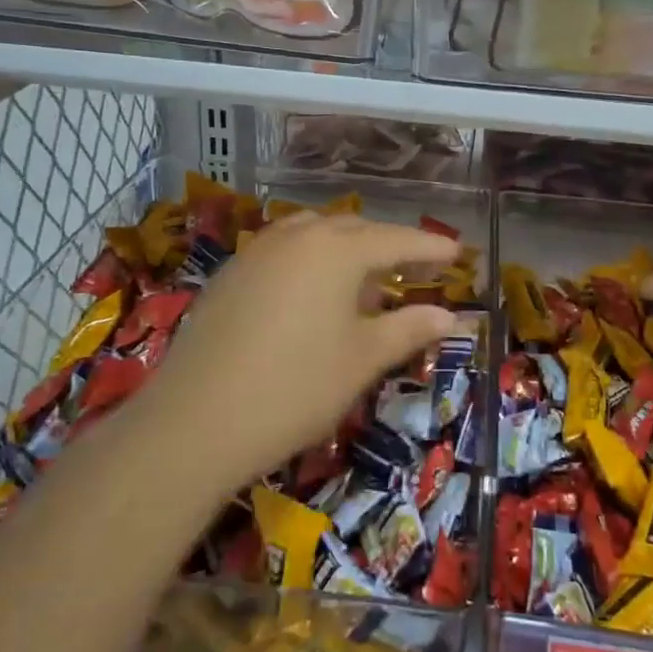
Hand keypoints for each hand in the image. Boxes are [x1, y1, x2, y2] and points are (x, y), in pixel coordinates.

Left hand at [140, 212, 460, 488]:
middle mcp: (297, 237)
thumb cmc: (295, 388)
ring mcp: (257, 251)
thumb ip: (409, 329)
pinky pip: (284, 250)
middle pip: (354, 230)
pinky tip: (312, 291)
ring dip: (345, 248)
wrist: (195, 421)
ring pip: (314, 234)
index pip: (395, 240)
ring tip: (364, 277)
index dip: (429, 248)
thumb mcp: (362, 359)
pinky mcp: (230, 273)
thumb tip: (452, 316)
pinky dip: (310, 259)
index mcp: (335, 250)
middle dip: (388, 245)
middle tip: (415, 267)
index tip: (457, 253)